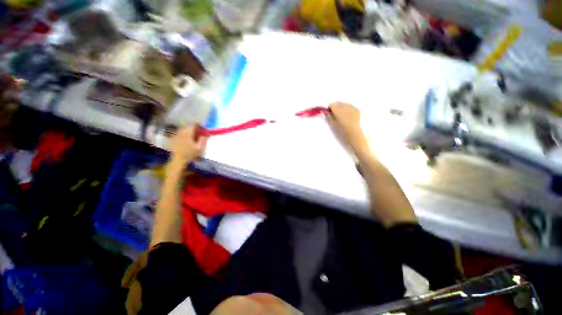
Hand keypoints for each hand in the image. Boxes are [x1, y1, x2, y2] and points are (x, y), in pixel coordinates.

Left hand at [169, 125, 207, 165]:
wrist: (178, 160)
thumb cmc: (190, 154)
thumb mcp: (200, 148)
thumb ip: (203, 139)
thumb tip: (207, 133)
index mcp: (188, 133)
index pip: (194, 124)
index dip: (200, 126)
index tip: (203, 131)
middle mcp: (181, 131)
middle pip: (189, 126)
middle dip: (195, 129)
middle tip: (200, 136)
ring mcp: (177, 134)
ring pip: (185, 129)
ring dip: (190, 132)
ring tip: (194, 138)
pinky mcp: (174, 137)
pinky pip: (181, 132)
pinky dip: (185, 134)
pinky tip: (187, 141)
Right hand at [327, 102, 366, 151]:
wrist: (356, 135)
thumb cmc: (343, 132)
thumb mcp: (334, 125)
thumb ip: (329, 117)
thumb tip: (326, 113)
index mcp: (338, 110)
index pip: (332, 105)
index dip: (330, 109)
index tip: (329, 113)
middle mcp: (345, 106)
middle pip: (338, 103)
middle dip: (336, 107)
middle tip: (335, 115)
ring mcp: (353, 107)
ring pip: (345, 104)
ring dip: (342, 108)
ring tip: (343, 116)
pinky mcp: (358, 110)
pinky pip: (351, 107)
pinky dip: (349, 109)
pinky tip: (349, 116)